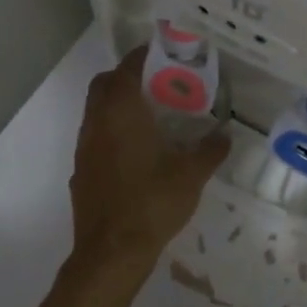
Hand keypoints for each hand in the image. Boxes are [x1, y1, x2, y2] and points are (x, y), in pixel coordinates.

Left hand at [69, 49, 229, 265]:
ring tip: (150, 118)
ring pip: (96, 111)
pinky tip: (135, 154)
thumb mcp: (191, 176)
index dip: (144, 56)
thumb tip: (225, 135)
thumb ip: (210, 151)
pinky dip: (111, 133)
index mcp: (121, 112)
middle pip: (105, 84)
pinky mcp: (80, 171)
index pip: (128, 68)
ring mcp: (84, 147)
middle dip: (127, 78)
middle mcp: (96, 122)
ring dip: (117, 106)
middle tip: (158, 86)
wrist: (111, 251)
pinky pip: (94, 138)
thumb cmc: (152, 203)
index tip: (164, 54)